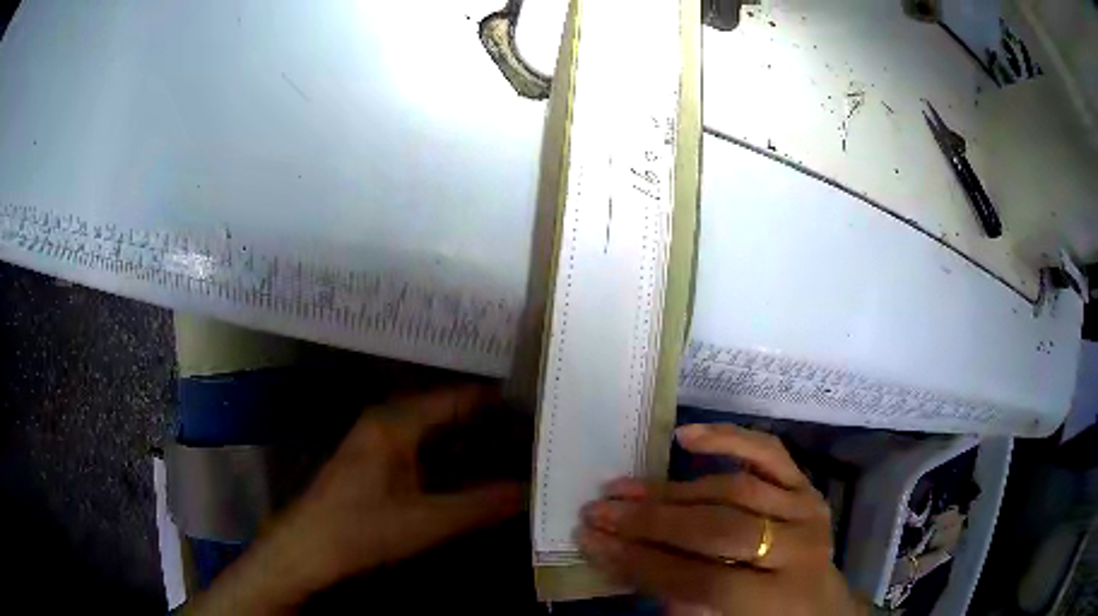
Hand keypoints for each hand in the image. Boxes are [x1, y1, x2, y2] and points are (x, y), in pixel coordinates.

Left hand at [190, 385, 523, 614]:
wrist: (308, 550)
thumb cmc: (361, 530)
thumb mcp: (428, 521)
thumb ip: (483, 505)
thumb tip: (533, 490)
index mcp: (396, 422)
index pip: (458, 397)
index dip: (498, 399)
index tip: (539, 404)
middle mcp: (388, 421)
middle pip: (450, 411)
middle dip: (491, 420)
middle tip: (538, 428)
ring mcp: (381, 442)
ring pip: (438, 431)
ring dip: (474, 439)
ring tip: (520, 445)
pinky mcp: (379, 463)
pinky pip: (426, 449)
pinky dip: (454, 456)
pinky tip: (480, 469)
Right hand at [578, 424, 867, 615]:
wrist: (820, 607)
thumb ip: (675, 596)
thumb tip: (620, 557)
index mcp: (776, 598)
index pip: (699, 577)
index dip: (641, 562)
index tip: (591, 542)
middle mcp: (797, 549)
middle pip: (716, 529)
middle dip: (648, 522)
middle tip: (597, 512)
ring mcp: (806, 509)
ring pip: (732, 490)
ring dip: (669, 490)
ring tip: (622, 489)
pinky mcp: (807, 486)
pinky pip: (768, 452)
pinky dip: (727, 438)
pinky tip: (686, 436)